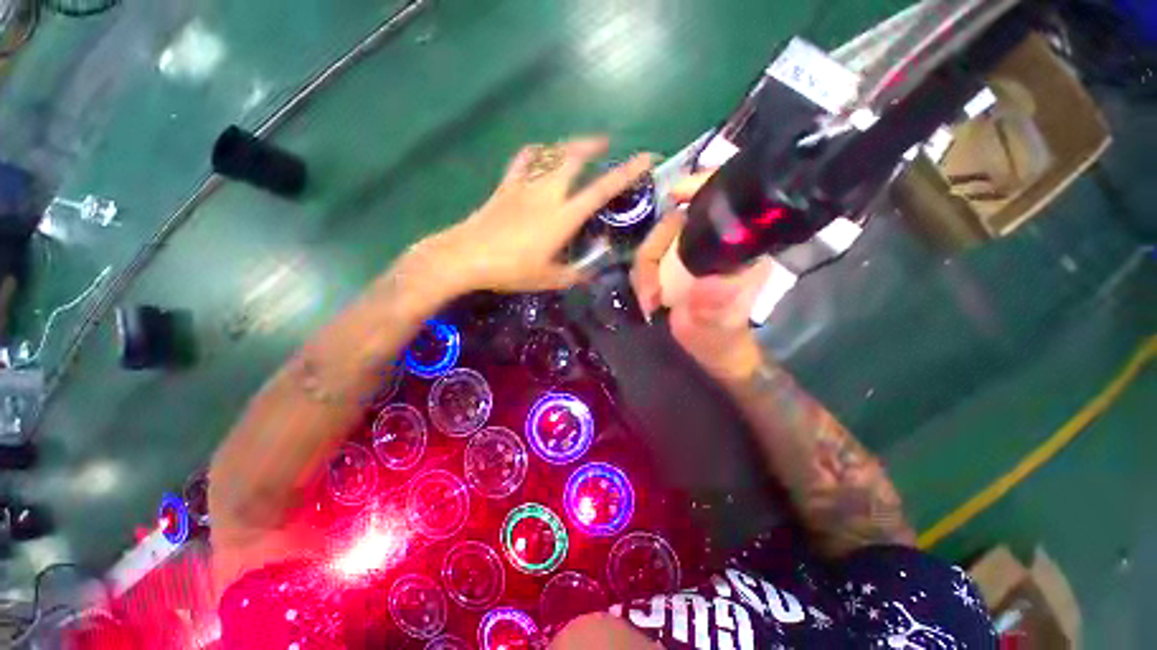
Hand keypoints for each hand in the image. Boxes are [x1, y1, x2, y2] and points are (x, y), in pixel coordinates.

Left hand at [421, 137, 653, 294]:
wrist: (467, 256)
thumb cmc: (511, 270)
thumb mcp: (549, 279)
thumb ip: (575, 275)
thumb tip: (593, 273)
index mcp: (563, 216)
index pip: (602, 189)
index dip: (626, 172)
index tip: (645, 157)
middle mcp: (548, 193)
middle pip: (574, 157)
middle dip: (593, 145)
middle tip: (605, 145)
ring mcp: (525, 186)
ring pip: (550, 154)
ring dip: (568, 146)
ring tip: (578, 147)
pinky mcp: (506, 186)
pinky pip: (522, 161)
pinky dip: (535, 153)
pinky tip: (540, 153)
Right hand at [631, 172, 770, 383]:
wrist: (711, 349)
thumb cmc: (722, 338)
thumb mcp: (720, 327)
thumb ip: (716, 307)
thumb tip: (710, 283)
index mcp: (740, 249)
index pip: (725, 202)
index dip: (702, 187)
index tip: (675, 195)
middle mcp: (716, 243)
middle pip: (675, 222)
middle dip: (653, 252)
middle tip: (650, 291)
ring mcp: (691, 252)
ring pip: (656, 240)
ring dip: (644, 270)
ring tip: (649, 301)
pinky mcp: (673, 264)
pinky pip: (649, 258)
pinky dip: (641, 277)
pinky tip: (648, 300)